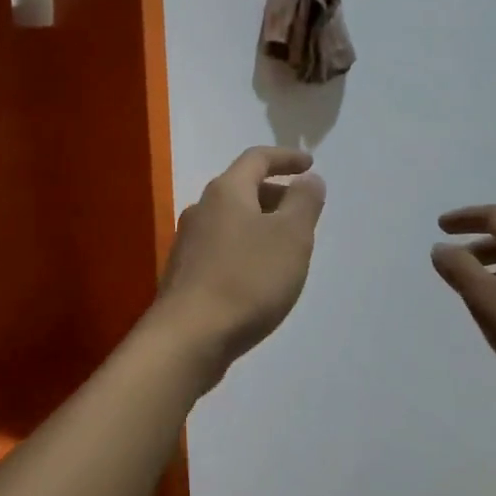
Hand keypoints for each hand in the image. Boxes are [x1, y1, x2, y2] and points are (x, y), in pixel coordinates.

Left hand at [155, 147, 325, 384]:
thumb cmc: (247, 279)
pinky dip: (245, 248)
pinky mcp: (185, 273)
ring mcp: (188, 242)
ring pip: (231, 220)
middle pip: (242, 188)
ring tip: (286, 247)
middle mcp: (202, 208)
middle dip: (275, 194)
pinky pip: (222, 247)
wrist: (188, 337)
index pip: (257, 158)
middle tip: (303, 211)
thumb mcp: (291, 237)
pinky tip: (258, 276)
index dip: (285, 158)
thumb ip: (304, 202)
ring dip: (260, 224)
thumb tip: (309, 179)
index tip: (309, 165)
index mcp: (226, 191)